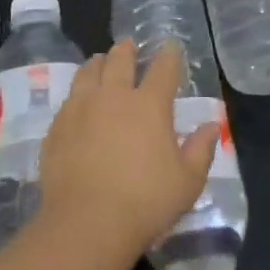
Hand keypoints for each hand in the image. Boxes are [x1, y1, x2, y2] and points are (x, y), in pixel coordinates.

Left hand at [35, 39, 217, 269]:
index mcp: (149, 105)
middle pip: (119, 60)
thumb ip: (201, 150)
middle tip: (129, 46)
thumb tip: (212, 126)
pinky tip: (78, 101)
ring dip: (97, 63)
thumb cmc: (145, 202)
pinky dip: (77, 93)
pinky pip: (68, 99)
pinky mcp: (57, 127)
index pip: (163, 69)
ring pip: (88, 72)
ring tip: (100, 62)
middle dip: (127, 50)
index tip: (171, 47)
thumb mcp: (187, 182)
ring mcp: (80, 109)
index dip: (169, 55)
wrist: (86, 224)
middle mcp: (114, 97)